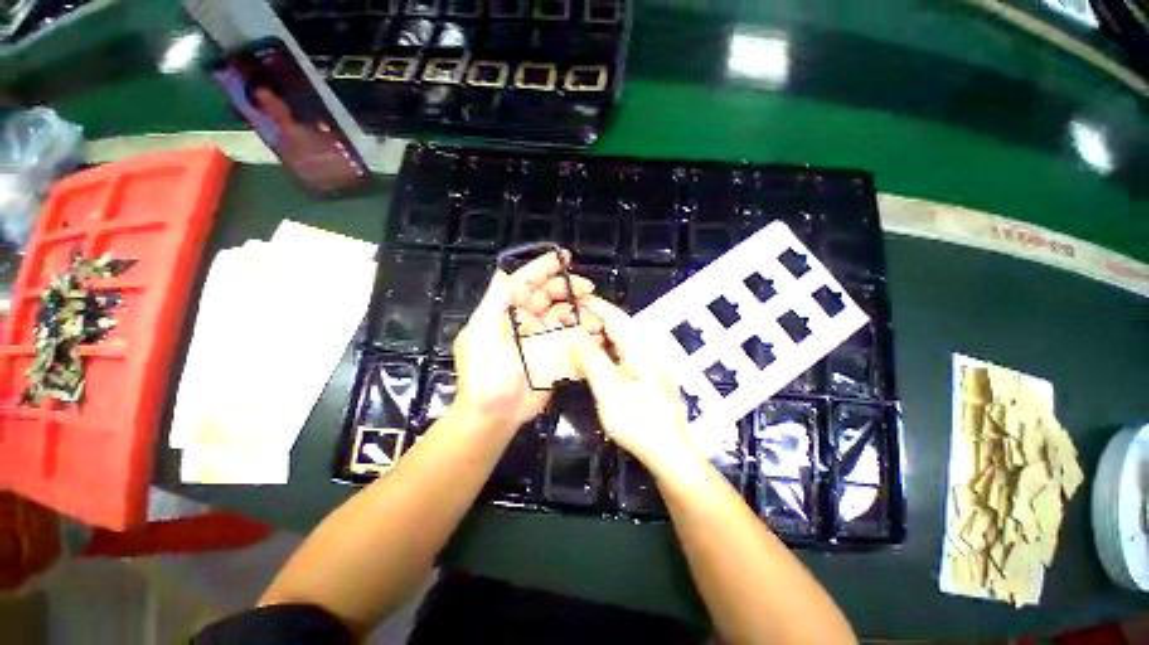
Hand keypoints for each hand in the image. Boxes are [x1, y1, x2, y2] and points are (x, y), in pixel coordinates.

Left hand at [451, 251, 593, 432]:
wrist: (496, 414)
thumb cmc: (486, 373)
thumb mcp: (483, 332)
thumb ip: (496, 301)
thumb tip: (505, 271)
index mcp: (505, 310)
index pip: (525, 281)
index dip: (543, 268)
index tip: (564, 258)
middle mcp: (524, 319)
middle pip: (549, 295)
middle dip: (568, 289)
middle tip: (588, 290)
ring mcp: (540, 337)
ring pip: (563, 315)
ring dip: (580, 312)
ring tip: (595, 316)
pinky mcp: (552, 354)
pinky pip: (570, 337)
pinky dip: (583, 332)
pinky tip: (595, 333)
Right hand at [567, 296, 696, 473]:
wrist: (669, 453)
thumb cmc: (640, 422)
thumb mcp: (609, 390)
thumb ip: (592, 360)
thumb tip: (575, 336)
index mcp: (641, 348)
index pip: (615, 317)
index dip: (595, 306)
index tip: (575, 300)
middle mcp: (647, 350)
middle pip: (618, 327)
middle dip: (594, 322)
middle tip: (569, 324)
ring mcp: (649, 364)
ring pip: (620, 342)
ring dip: (599, 338)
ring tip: (577, 339)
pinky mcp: (646, 376)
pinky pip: (623, 356)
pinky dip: (606, 353)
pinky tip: (594, 359)